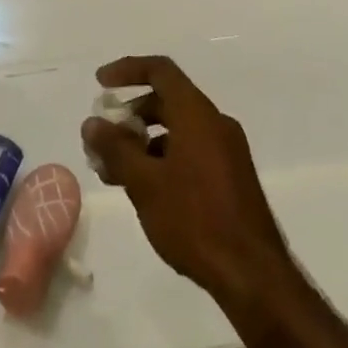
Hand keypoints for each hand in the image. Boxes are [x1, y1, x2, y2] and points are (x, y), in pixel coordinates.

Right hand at [81, 57, 296, 307]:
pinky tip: (146, 193)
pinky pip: (191, 152)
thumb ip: (115, 148)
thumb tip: (92, 123)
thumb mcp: (145, 183)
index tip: (100, 83)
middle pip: (167, 101)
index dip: (127, 69)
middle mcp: (216, 123)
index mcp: (197, 114)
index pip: (160, 70)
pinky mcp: (232, 179)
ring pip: (178, 131)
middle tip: (104, 139)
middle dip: (131, 115)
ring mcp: (228, 152)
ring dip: (144, 143)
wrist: (254, 278)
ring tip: (116, 174)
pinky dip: (164, 160)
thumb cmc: (195, 220)